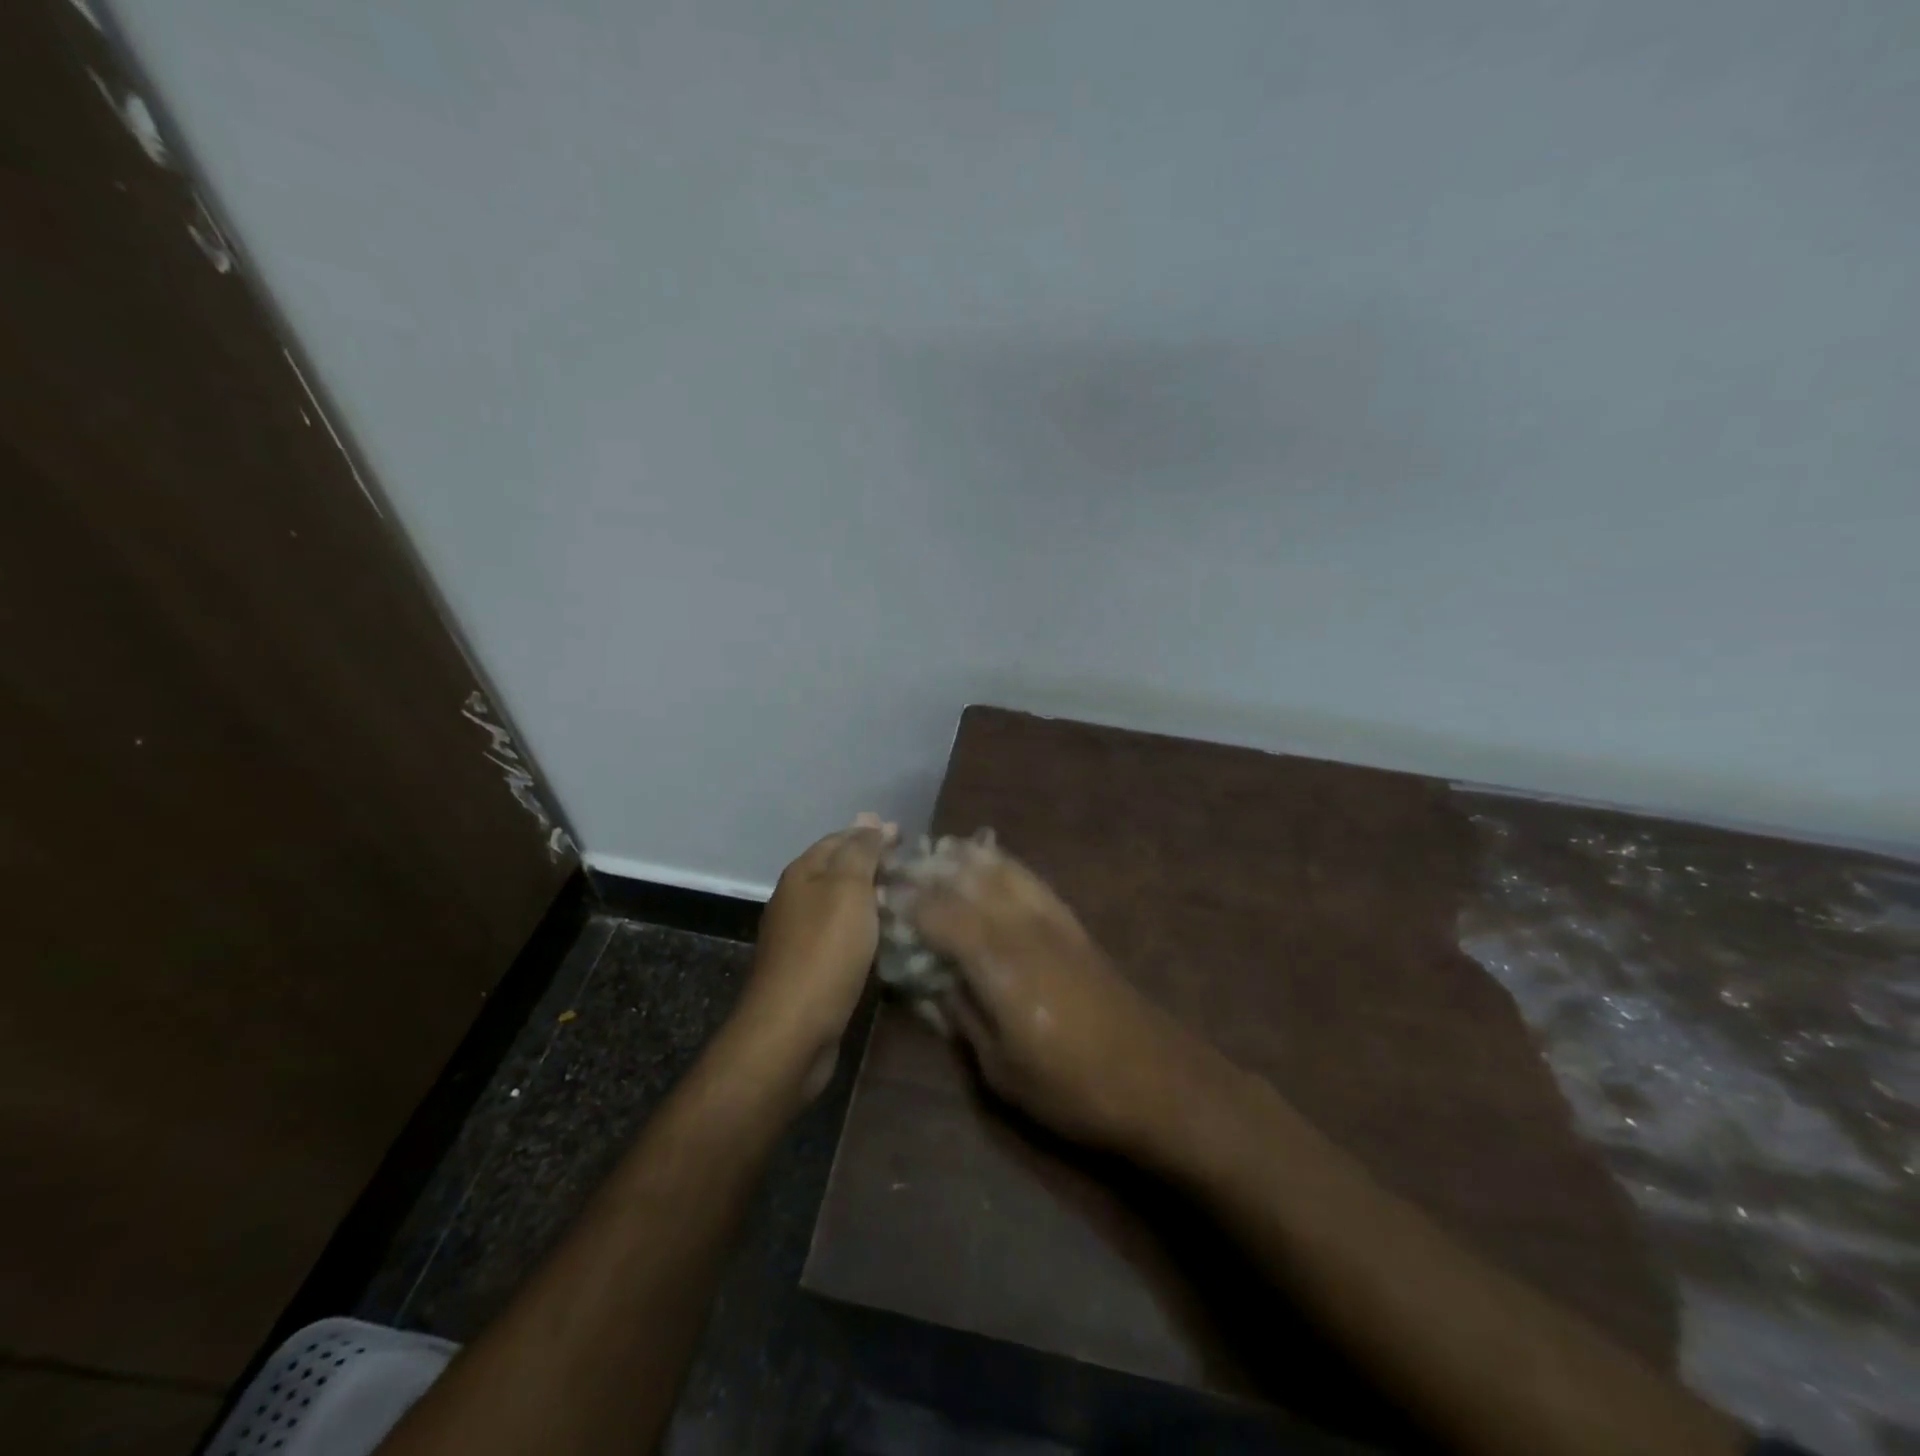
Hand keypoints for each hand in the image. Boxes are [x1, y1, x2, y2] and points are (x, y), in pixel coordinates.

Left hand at [731, 814, 896, 1100]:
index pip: (841, 839)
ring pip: (842, 905)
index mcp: (803, 873)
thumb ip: (861, 852)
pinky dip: (866, 929)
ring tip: (909, 900)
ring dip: (873, 898)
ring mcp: (800, 936)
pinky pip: (843, 936)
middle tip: (915, 870)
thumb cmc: (825, 951)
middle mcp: (797, 899)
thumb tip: (868, 817)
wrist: (792, 1031)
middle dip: (875, 865)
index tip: (908, 838)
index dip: (872, 835)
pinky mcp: (810, 968)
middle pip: (840, 871)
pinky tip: (887, 937)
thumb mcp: (848, 890)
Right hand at [905, 840, 1216, 1154]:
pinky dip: (1001, 863)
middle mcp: (1023, 927)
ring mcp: (1052, 919)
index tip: (876, 900)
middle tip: (897, 870)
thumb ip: (961, 1015)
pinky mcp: (1073, 923)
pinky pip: (1029, 878)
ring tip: (936, 854)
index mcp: (999, 963)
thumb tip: (930, 981)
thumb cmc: (1072, 1088)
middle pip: (968, 880)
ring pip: (1001, 868)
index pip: (939, 914)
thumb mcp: (1000, 1069)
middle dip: (928, 871)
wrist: (1158, 1081)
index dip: (904, 904)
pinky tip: (989, 862)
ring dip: (964, 858)